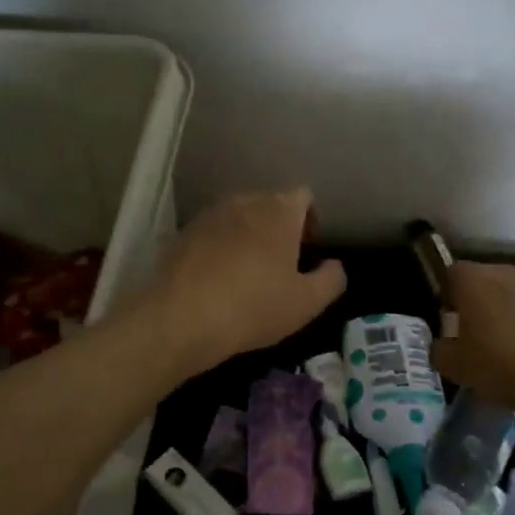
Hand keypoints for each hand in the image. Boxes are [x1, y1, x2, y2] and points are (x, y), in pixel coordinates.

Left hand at [141, 188, 345, 375]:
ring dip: (249, 236)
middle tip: (282, 264)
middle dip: (280, 227)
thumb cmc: (254, 306)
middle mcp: (244, 201)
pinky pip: (212, 233)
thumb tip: (334, 265)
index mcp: (279, 210)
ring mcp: (209, 215)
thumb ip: (331, 279)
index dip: (310, 219)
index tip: (307, 250)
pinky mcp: (182, 233)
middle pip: (270, 203)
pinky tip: (218, 280)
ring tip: (249, 273)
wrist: (180, 318)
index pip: (303, 195)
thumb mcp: (307, 303)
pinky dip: (221, 248)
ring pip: (239, 217)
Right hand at [432, 263, 514, 427]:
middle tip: (483, 335)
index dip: (450, 296)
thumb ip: (440, 350)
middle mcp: (510, 272)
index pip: (452, 273)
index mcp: (475, 281)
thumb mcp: (455, 367)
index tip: (453, 321)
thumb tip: (442, 346)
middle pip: (489, 279)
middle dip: (484, 301)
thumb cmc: (501, 368)